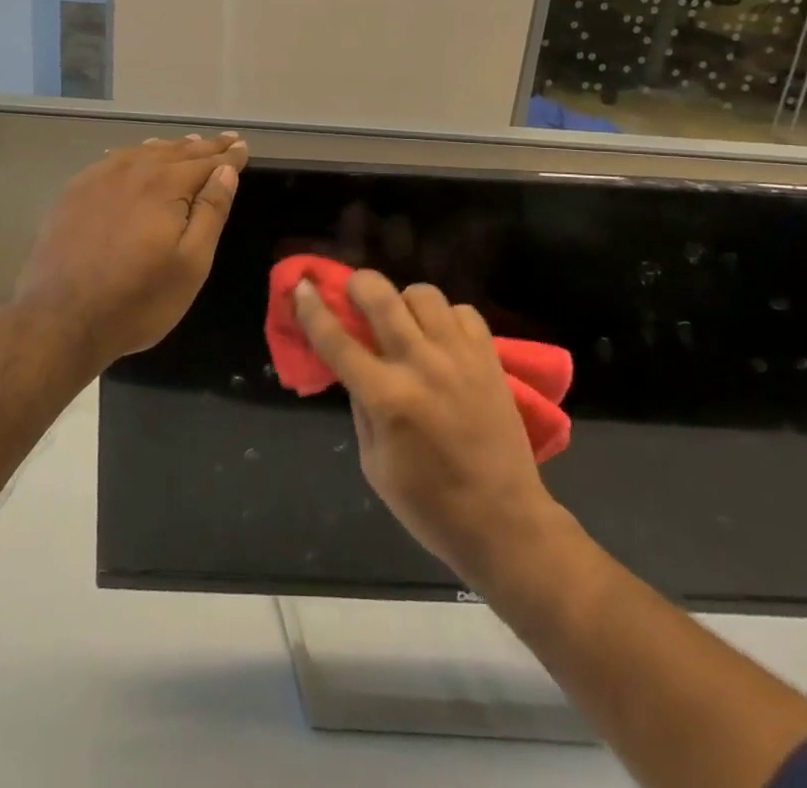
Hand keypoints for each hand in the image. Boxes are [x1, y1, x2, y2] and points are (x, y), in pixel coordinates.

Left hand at [13, 133, 248, 367]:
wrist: (60, 319)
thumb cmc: (138, 299)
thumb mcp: (191, 263)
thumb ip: (211, 211)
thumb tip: (226, 171)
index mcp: (165, 184)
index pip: (206, 163)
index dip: (228, 157)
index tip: (243, 147)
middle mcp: (132, 171)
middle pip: (176, 152)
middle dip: (204, 147)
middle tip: (225, 140)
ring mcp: (98, 179)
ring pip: (143, 152)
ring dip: (170, 148)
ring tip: (188, 143)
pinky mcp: (74, 192)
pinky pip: (113, 161)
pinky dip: (135, 154)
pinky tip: (137, 157)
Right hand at [295, 270, 560, 583]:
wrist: (504, 522)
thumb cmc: (429, 505)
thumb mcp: (374, 464)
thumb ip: (360, 406)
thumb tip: (353, 364)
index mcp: (387, 399)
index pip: (337, 341)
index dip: (313, 309)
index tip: (301, 287)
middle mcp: (421, 366)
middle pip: (382, 297)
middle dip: (359, 284)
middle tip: (354, 293)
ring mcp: (460, 357)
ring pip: (423, 294)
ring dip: (404, 301)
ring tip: (404, 322)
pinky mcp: (489, 357)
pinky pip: (462, 311)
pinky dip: (446, 317)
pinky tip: (442, 339)